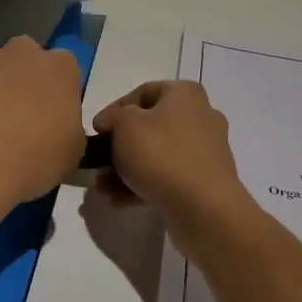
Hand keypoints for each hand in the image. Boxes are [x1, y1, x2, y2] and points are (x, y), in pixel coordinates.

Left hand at [0, 37, 85, 221]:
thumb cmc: (33, 159)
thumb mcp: (72, 153)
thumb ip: (68, 128)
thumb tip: (57, 128)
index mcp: (60, 67)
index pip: (65, 68)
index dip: (57, 91)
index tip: (51, 115)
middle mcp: (21, 51)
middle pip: (25, 59)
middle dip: (21, 80)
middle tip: (17, 117)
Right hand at [91, 80, 249, 226]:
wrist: (203, 208)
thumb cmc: (161, 155)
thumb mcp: (125, 125)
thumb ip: (113, 117)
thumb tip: (111, 123)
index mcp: (185, 94)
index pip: (142, 92)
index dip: (114, 110)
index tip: (96, 132)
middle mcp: (200, 116)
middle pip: (149, 126)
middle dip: (118, 146)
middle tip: (98, 163)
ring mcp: (205, 151)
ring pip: (156, 154)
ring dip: (126, 169)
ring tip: (102, 188)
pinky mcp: (205, 181)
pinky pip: (168, 176)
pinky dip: (143, 184)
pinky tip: (118, 201)